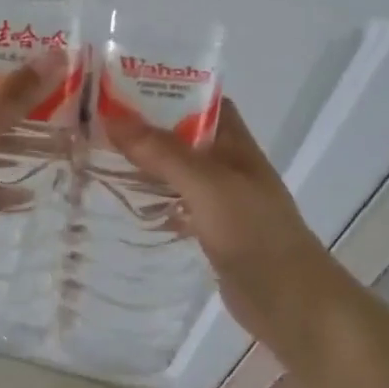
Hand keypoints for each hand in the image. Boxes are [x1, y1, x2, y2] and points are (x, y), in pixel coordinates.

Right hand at [105, 100, 351, 348]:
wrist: (289, 301)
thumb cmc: (253, 232)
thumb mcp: (206, 184)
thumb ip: (163, 153)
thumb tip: (113, 119)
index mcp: (235, 144)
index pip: (202, 102)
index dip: (168, 90)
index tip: (124, 87)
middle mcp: (228, 166)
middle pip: (184, 136)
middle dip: (147, 128)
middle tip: (99, 123)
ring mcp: (220, 201)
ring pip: (177, 172)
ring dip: (146, 164)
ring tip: (100, 156)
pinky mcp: (211, 232)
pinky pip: (176, 205)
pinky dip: (153, 201)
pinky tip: (124, 204)